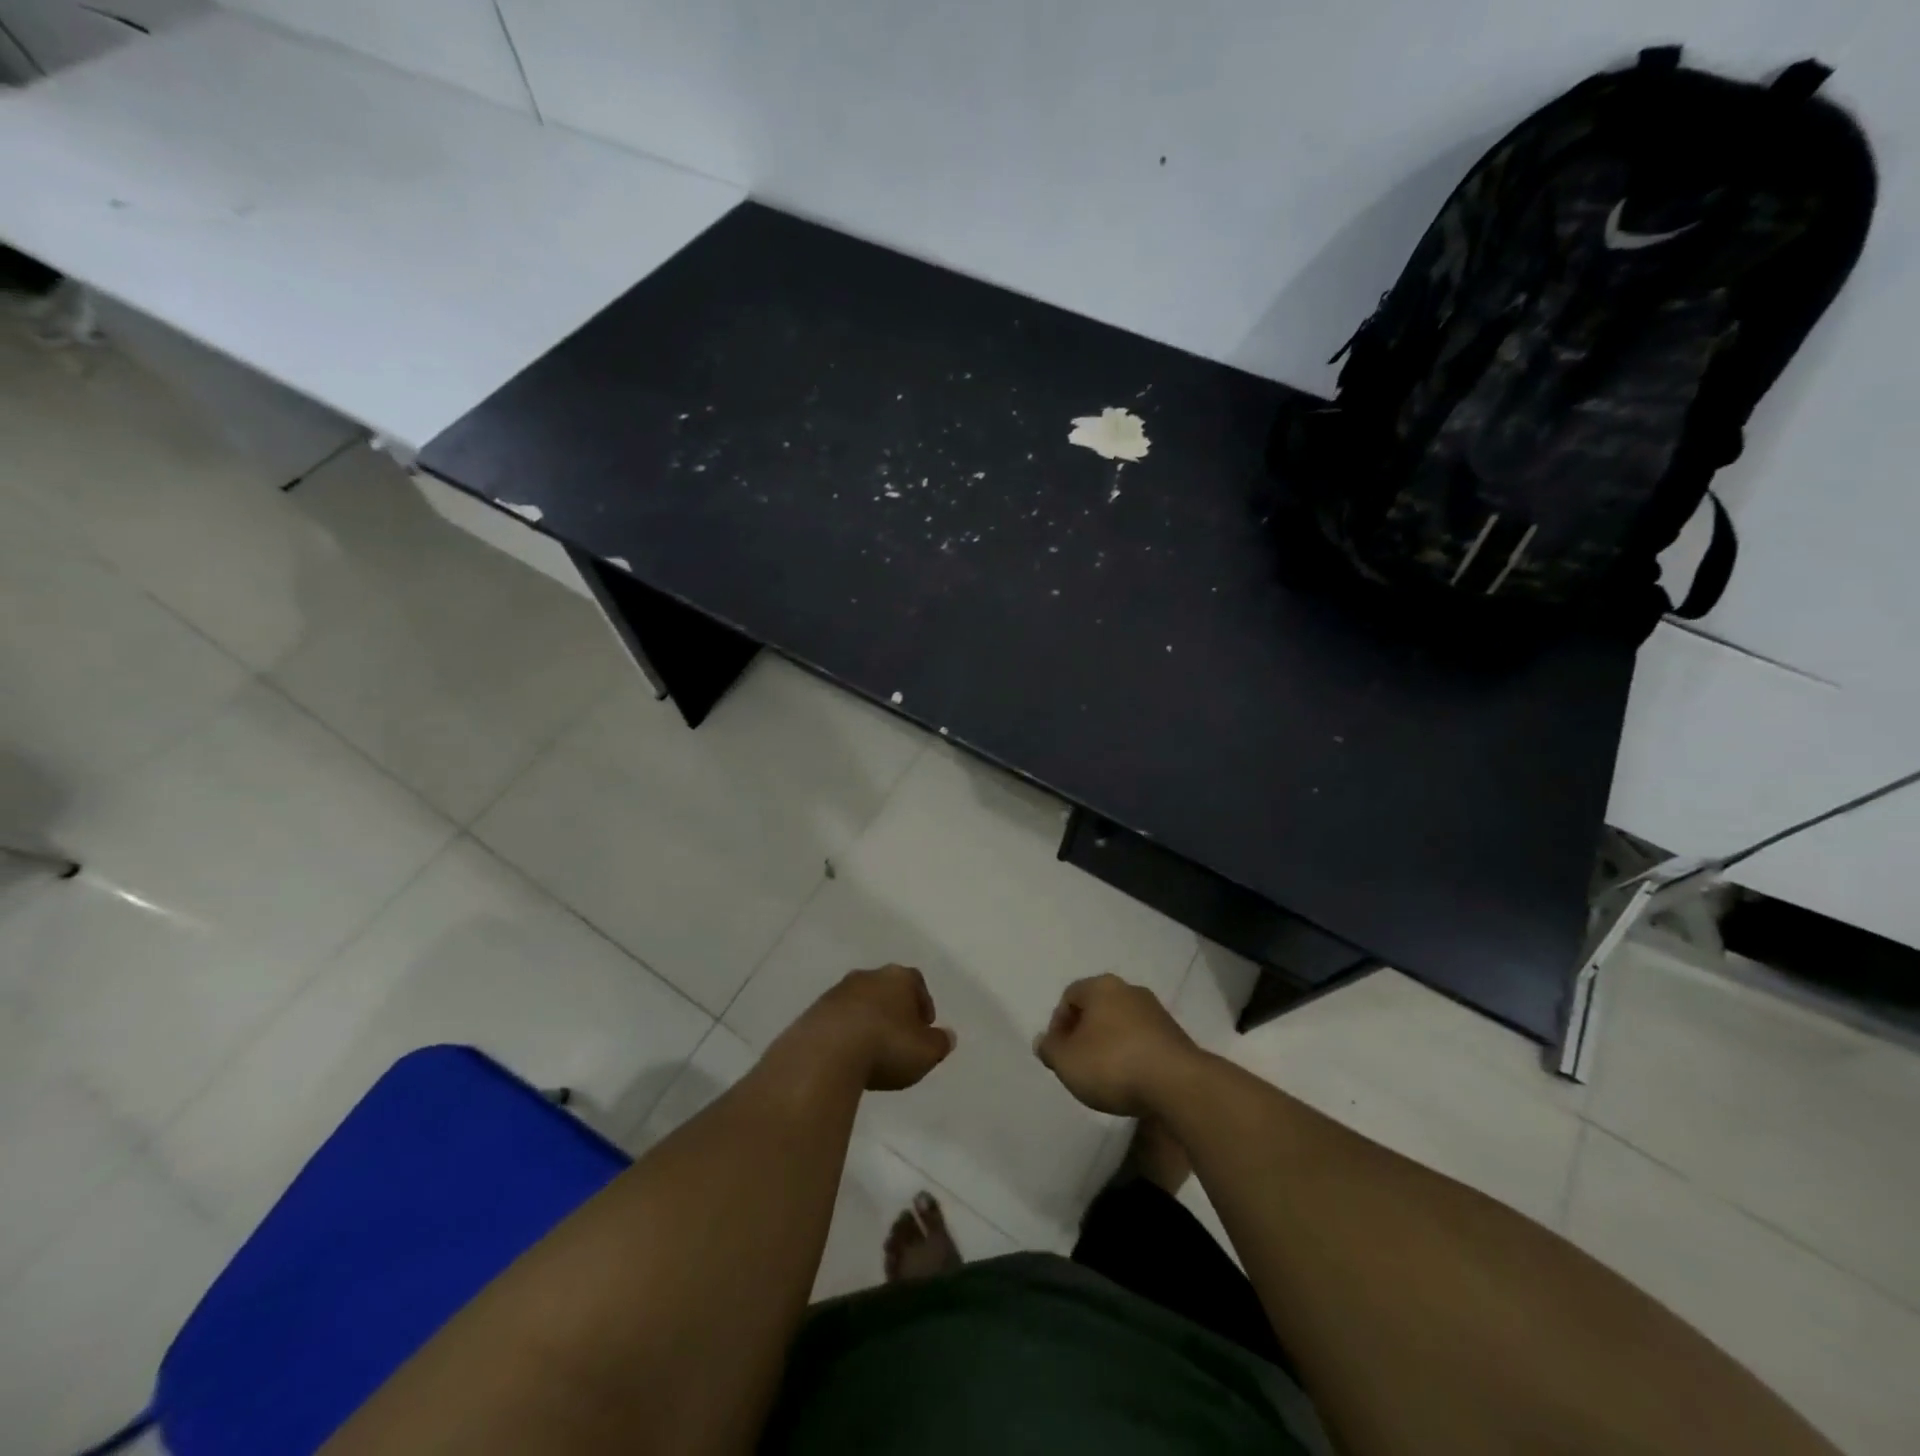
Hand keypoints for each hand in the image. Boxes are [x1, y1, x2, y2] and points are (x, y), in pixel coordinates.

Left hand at [775, 965, 955, 1091]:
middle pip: (886, 989)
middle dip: (894, 1010)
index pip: (916, 983)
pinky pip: (837, 1020)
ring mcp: (837, 992)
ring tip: (872, 1050)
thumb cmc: (886, 1046)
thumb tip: (947, 1036)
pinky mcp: (814, 1012)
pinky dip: (845, 1033)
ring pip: (860, 1002)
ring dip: (867, 1021)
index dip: (923, 1004)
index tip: (924, 1027)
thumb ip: (940, 1043)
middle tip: (900, 1037)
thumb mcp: (925, 1052)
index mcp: (898, 977)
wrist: (825, 1053)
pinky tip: (847, 1056)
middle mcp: (868, 976)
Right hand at [1034, 973, 1200, 1117]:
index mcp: (1101, 986)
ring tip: (1105, 1077)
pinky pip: (1143, 1041)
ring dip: (1109, 1045)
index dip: (1058, 1024)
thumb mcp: (1066, 1061)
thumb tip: (1044, 1041)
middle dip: (1084, 1034)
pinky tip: (1131, 1081)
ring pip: (1121, 1024)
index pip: (1070, 996)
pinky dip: (1132, 1056)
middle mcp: (1130, 990)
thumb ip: (1050, 1049)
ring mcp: (1156, 1012)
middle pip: (1097, 1008)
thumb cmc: (1113, 1064)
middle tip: (1078, 1063)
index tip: (1058, 1053)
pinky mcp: (1175, 1036)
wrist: (1178, 1085)